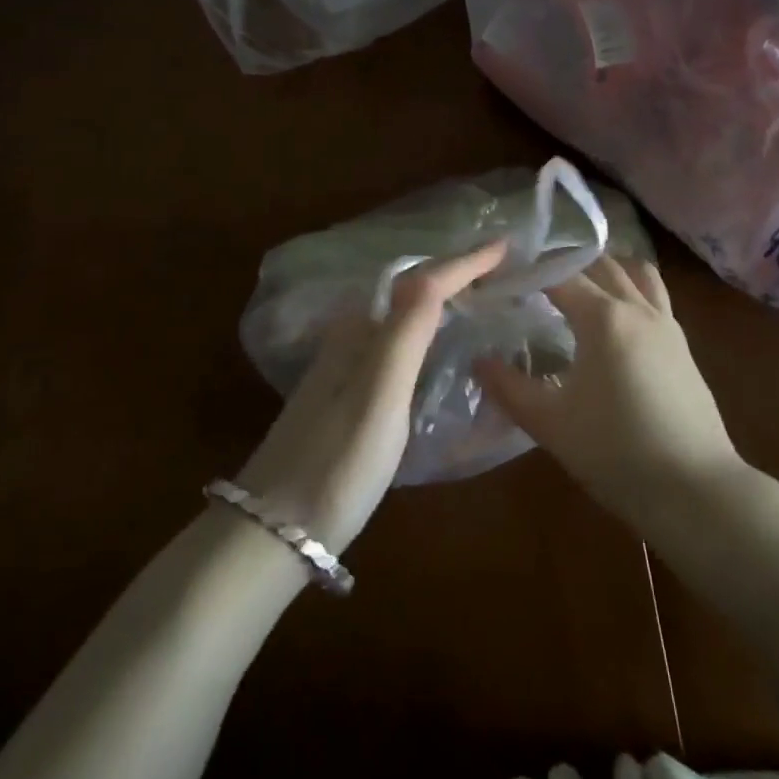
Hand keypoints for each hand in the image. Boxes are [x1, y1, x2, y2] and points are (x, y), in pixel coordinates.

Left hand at [236, 241, 507, 555]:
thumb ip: (407, 330)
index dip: (466, 261)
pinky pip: (399, 343)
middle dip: (456, 273)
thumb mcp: (379, 394)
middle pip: (414, 290)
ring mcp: (347, 367)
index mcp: (362, 329)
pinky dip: (429, 330)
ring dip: (444, 298)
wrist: (272, 532)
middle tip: (502, 269)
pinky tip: (442, 346)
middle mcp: (353, 336)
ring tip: (483, 296)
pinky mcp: (348, 396)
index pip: (423, 280)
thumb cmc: (336, 462)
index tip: (507, 245)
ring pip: (406, 316)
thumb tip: (440, 270)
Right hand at [474, 255, 742, 530]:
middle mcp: (637, 308)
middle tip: (535, 279)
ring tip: (581, 284)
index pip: (558, 276)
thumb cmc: (618, 453)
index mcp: (603, 317)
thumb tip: (478, 361)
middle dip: (566, 264)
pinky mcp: (682, 345)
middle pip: (599, 265)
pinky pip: (654, 296)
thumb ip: (510, 389)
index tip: (503, 277)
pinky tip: (617, 319)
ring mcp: (666, 323)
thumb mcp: (552, 424)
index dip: (528, 272)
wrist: (697, 490)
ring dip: (607, 269)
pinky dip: (631, 289)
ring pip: (636, 273)